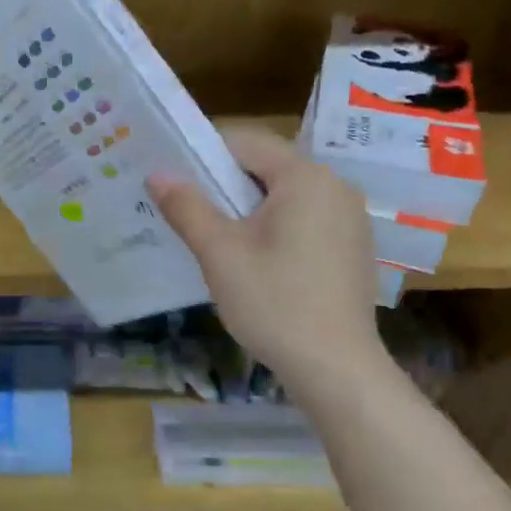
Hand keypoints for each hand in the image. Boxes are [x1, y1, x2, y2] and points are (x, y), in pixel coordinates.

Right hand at [149, 126, 383, 379]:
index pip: (244, 142)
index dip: (204, 156)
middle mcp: (334, 185)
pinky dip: (276, 228)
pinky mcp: (353, 245)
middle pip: (266, 167)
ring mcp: (350, 216)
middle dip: (225, 185)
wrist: (337, 368)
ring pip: (285, 195)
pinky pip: (305, 219)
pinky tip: (258, 262)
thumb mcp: (219, 253)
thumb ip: (187, 207)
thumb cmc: (274, 303)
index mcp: (304, 176)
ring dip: (249, 208)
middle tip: (189, 213)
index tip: (175, 184)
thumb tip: (157, 174)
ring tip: (217, 240)